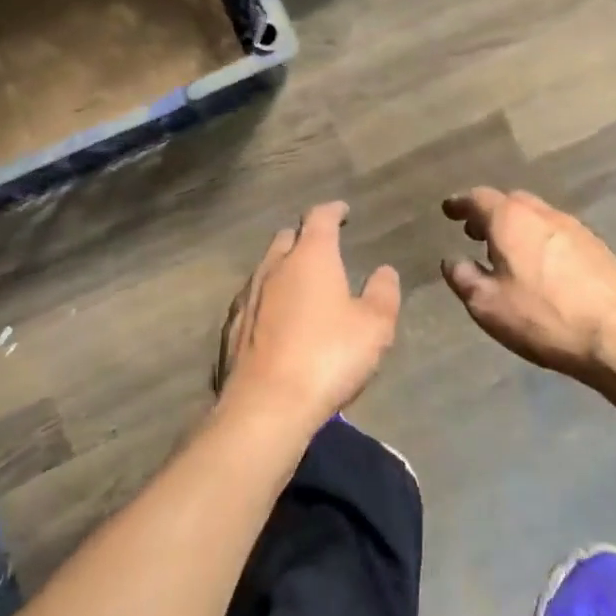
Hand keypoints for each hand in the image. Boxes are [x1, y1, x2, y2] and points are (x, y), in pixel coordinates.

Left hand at [216, 202, 401, 435]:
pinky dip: (269, 297)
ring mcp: (248, 296)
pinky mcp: (232, 326)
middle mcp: (274, 266)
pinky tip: (276, 316)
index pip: (319, 218)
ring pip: (267, 267)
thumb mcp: (374, 327)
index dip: (332, 211)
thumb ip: (383, 293)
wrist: (266, 405)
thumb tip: (384, 270)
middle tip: (322, 246)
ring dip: (284, 267)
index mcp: (310, 257)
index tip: (342, 211)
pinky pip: (253, 298)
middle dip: (305, 236)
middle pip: (287, 237)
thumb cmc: (328, 357)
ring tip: (301, 282)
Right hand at [441, 187, 615, 384]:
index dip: (460, 204)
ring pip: (536, 216)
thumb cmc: (543, 317)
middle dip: (489, 214)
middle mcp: (542, 213)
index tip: (449, 210)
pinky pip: (557, 233)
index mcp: (511, 219)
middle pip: (510, 202)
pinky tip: (541, 268)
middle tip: (475, 233)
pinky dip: (540, 240)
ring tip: (507, 253)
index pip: (478, 198)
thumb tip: (452, 260)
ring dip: (517, 227)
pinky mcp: (597, 247)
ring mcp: (574, 228)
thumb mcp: (487, 305)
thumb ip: (462, 277)